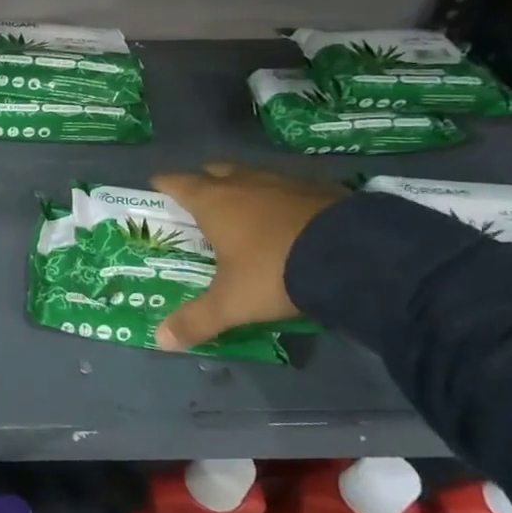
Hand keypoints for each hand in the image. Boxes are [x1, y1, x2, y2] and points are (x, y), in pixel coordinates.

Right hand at [148, 163, 344, 351]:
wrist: (355, 257)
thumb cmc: (274, 272)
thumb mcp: (231, 303)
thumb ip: (196, 320)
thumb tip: (161, 340)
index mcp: (214, 202)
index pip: (177, 183)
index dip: (164, 184)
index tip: (156, 185)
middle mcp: (245, 183)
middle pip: (216, 171)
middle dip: (205, 181)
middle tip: (200, 198)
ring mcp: (286, 183)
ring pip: (255, 176)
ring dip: (246, 188)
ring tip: (244, 208)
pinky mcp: (322, 190)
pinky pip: (291, 188)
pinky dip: (282, 199)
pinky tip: (289, 218)